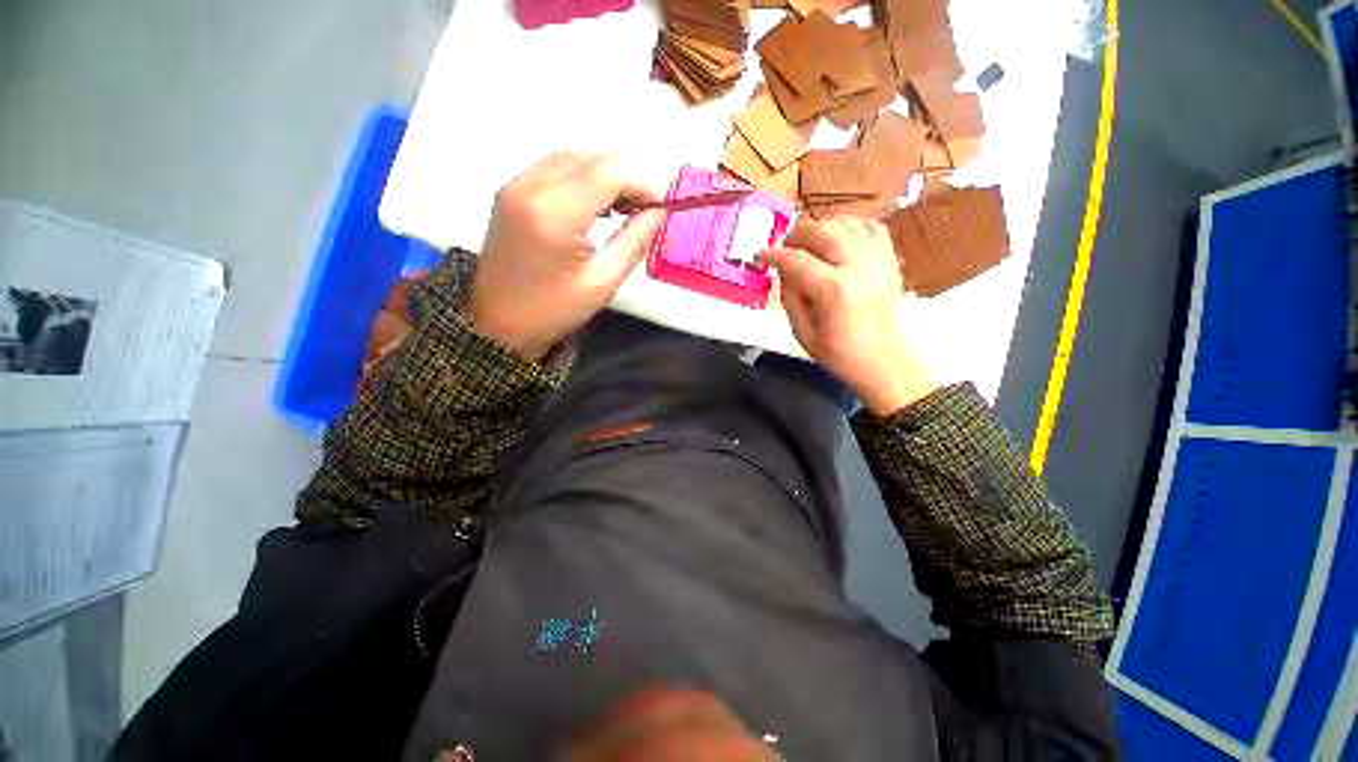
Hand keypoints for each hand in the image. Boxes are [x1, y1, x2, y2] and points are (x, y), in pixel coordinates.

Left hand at [469, 152, 667, 360]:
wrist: (497, 324)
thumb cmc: (553, 311)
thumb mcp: (603, 282)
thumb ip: (635, 240)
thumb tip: (659, 211)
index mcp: (553, 213)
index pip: (609, 172)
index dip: (644, 182)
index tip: (663, 206)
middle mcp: (531, 186)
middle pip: (592, 158)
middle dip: (629, 176)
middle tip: (650, 207)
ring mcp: (516, 184)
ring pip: (575, 157)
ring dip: (609, 174)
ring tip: (629, 206)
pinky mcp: (512, 190)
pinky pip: (557, 168)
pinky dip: (586, 177)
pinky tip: (601, 202)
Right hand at [761, 217, 939, 416]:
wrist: (882, 362)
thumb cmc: (839, 353)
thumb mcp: (802, 333)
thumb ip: (789, 298)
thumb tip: (783, 272)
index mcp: (834, 290)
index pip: (797, 261)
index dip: (775, 255)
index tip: (761, 254)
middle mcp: (858, 267)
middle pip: (824, 231)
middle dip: (798, 234)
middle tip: (785, 246)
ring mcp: (878, 261)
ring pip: (848, 223)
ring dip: (823, 226)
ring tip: (809, 240)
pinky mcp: (890, 261)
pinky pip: (872, 228)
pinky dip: (852, 226)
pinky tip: (839, 238)